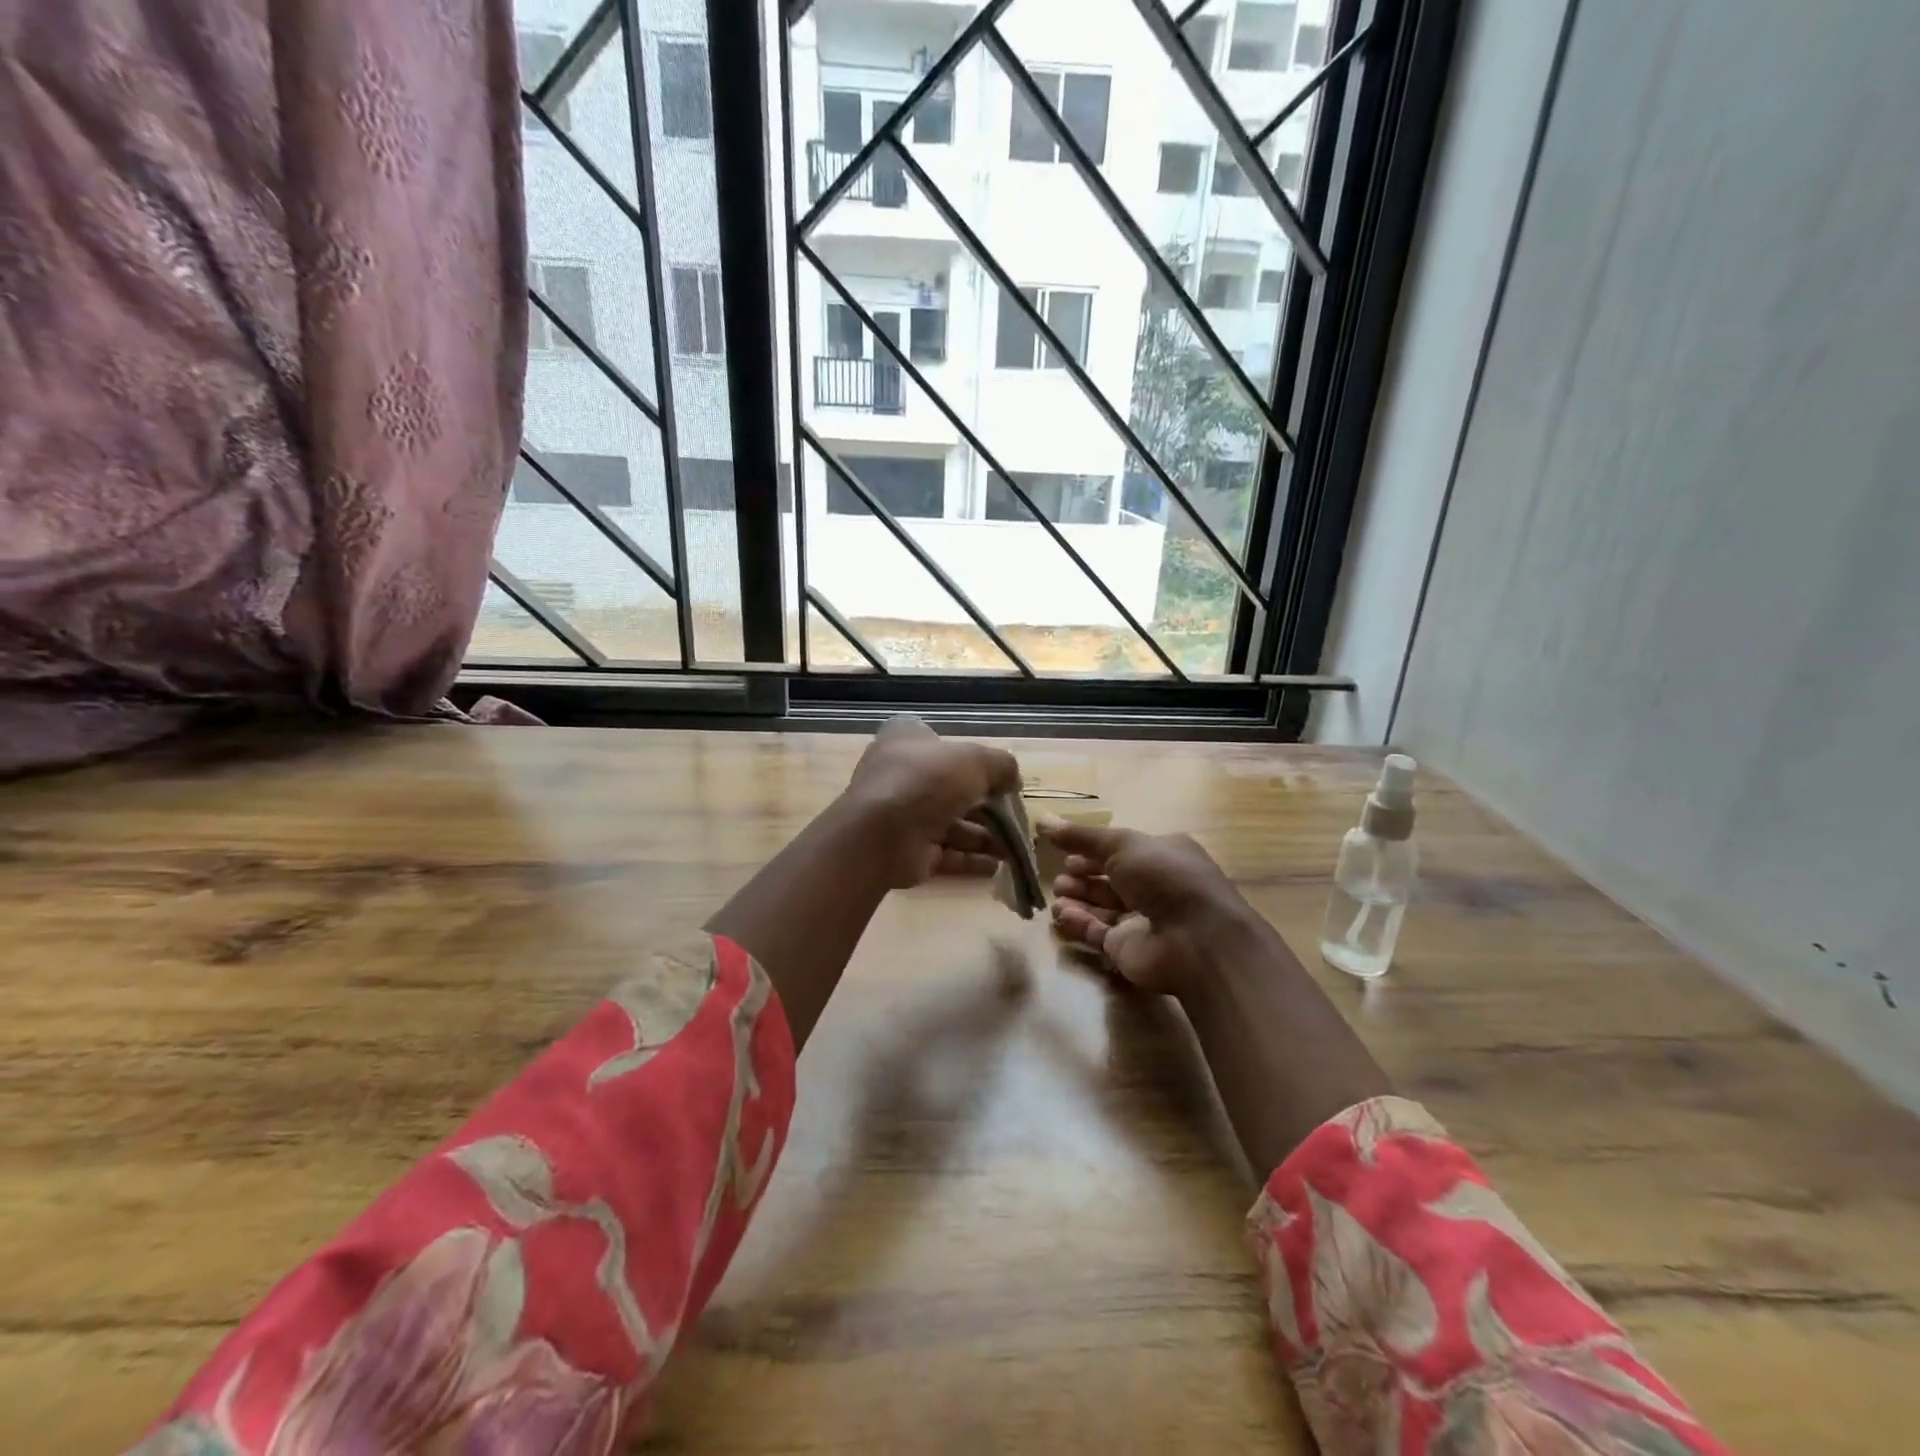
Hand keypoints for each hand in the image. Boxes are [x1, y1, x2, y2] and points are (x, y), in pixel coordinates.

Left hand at [843, 716, 1021, 888]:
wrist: (881, 835)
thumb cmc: (926, 781)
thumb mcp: (974, 760)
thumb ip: (1000, 765)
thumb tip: (1013, 779)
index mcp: (907, 742)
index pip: (938, 743)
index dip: (967, 756)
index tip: (996, 773)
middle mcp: (902, 776)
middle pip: (950, 788)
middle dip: (985, 805)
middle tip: (1015, 817)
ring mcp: (903, 815)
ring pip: (951, 824)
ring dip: (984, 836)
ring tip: (1014, 848)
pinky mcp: (908, 850)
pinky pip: (946, 853)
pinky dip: (970, 859)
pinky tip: (997, 866)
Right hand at [1041, 821, 1263, 996]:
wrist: (1196, 940)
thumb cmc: (1165, 878)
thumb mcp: (1122, 845)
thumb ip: (1081, 836)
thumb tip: (1041, 820)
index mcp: (1163, 855)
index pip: (1122, 851)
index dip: (1092, 851)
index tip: (1064, 852)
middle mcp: (1156, 887)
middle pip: (1110, 880)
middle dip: (1082, 877)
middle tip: (1058, 878)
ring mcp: (1144, 921)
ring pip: (1103, 908)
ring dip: (1078, 900)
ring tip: (1056, 897)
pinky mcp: (1130, 950)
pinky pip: (1098, 934)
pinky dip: (1079, 924)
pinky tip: (1061, 916)